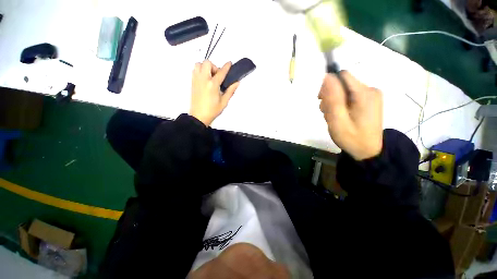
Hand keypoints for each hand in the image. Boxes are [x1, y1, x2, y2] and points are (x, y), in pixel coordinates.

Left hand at [189, 60, 239, 125]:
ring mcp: (196, 80)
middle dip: (214, 66)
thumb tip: (237, 83)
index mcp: (213, 85)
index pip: (221, 72)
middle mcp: (203, 79)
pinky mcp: (192, 82)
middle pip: (207, 63)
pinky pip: (195, 70)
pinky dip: (200, 70)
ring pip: (199, 64)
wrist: (199, 116)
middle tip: (217, 76)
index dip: (226, 66)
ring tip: (210, 76)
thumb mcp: (224, 102)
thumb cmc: (212, 110)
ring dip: (205, 67)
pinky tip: (205, 79)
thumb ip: (230, 91)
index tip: (229, 63)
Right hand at [319, 71, 382, 160]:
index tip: (322, 100)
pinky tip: (339, 116)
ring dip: (333, 102)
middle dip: (330, 96)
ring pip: (343, 90)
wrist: (367, 151)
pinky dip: (340, 104)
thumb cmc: (351, 138)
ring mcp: (370, 95)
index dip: (328, 85)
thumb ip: (333, 98)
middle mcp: (370, 90)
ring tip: (333, 117)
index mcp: (364, 94)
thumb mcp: (338, 120)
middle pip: (342, 83)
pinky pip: (348, 96)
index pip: (342, 76)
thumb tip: (327, 76)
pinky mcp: (368, 100)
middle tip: (328, 113)